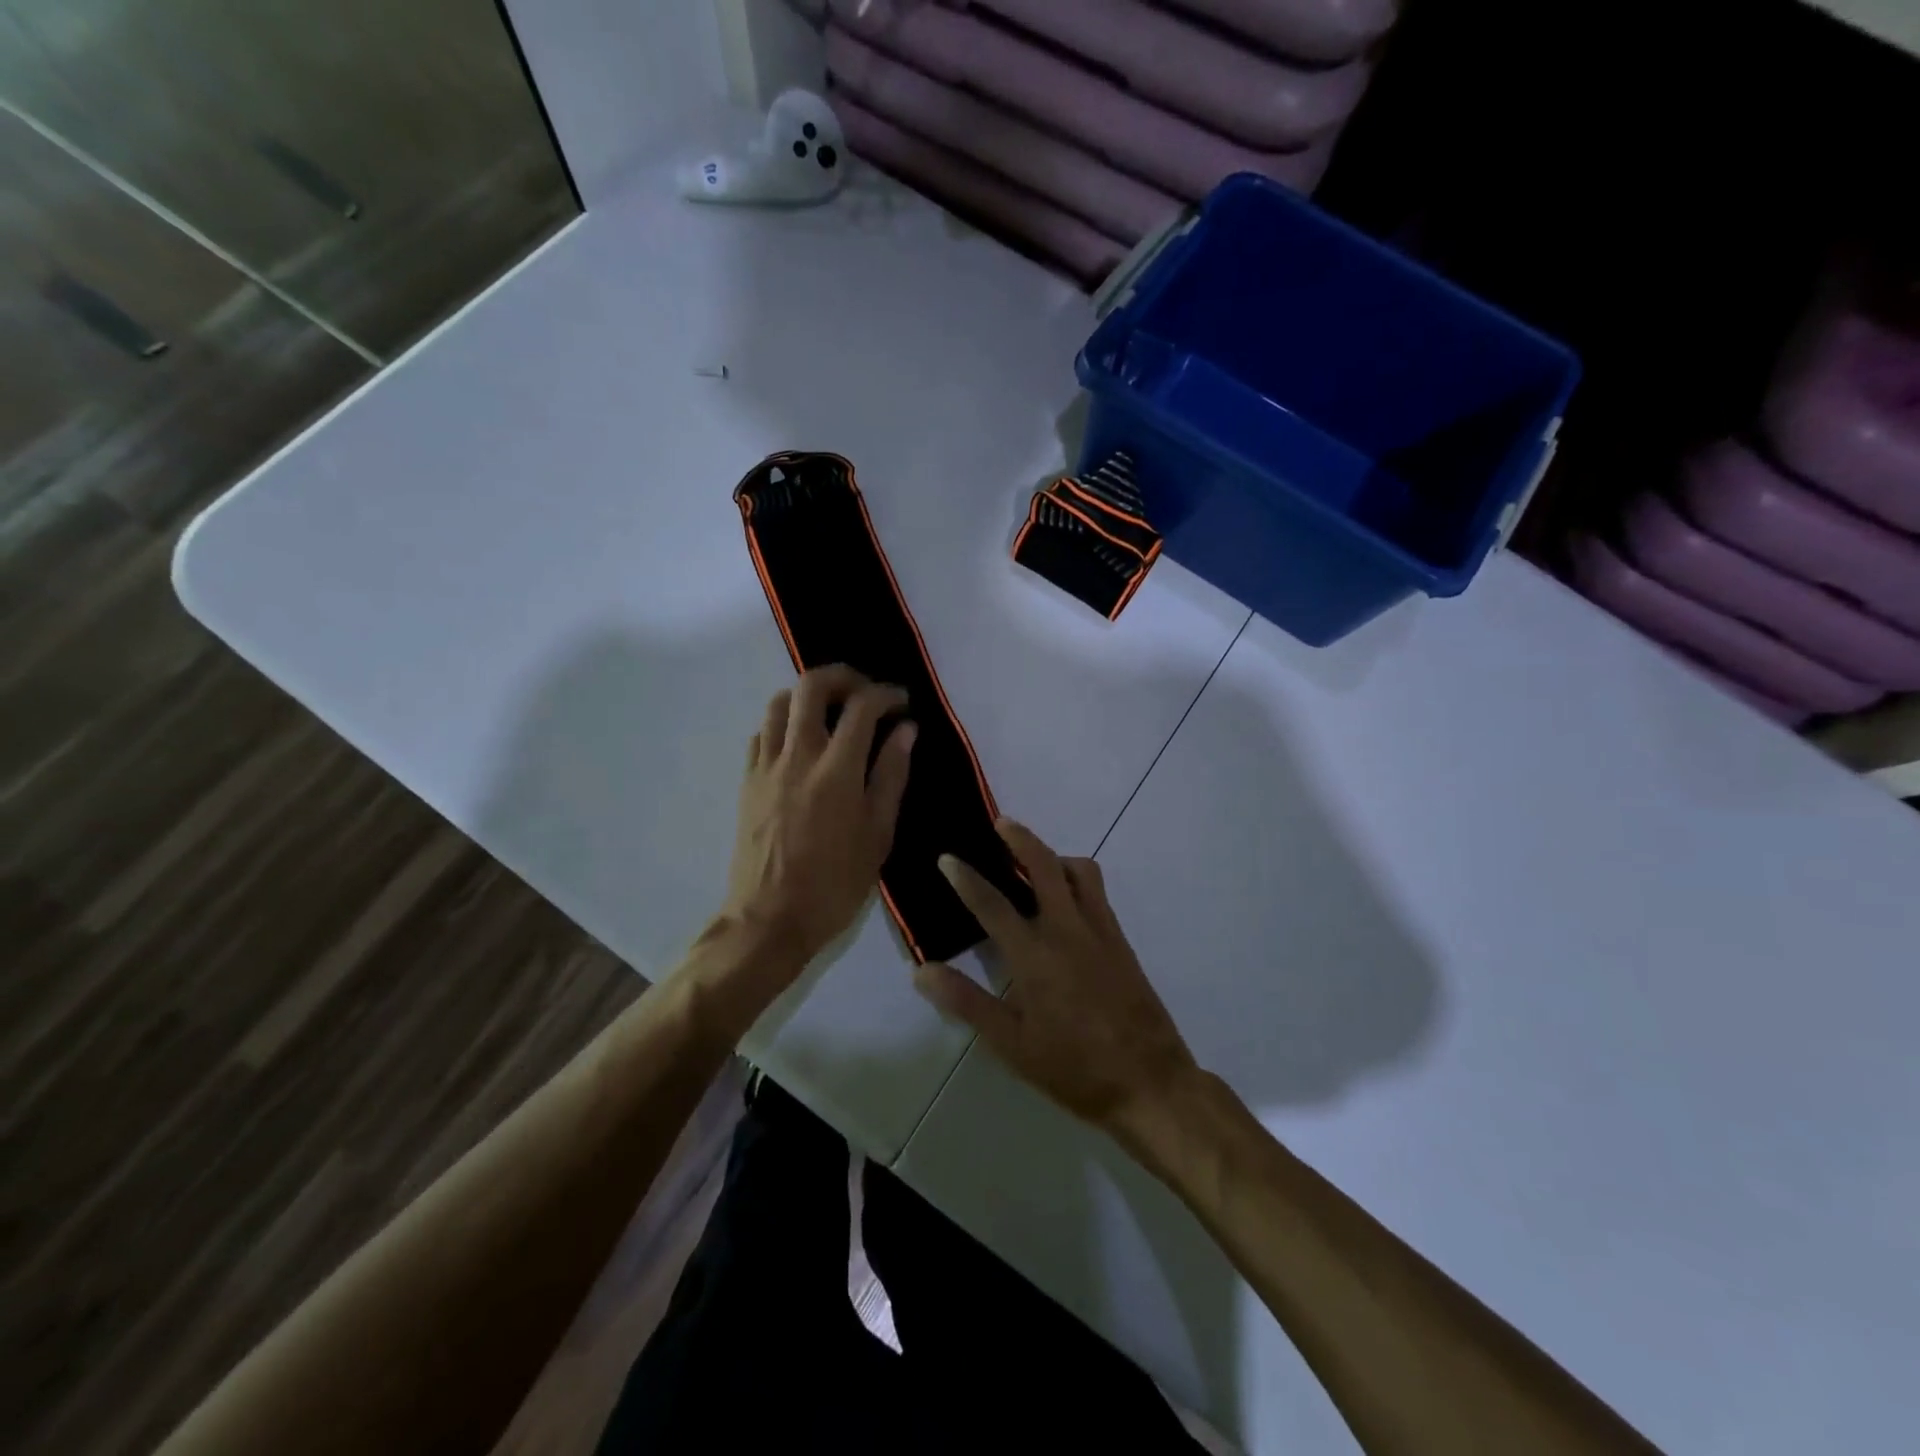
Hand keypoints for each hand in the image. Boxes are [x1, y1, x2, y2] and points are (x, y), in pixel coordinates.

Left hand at [721, 665, 916, 968]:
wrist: (769, 919)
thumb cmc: (835, 884)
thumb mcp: (878, 835)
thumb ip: (891, 775)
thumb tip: (905, 730)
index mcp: (836, 770)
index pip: (861, 706)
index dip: (886, 694)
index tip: (901, 702)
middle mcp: (797, 755)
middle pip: (811, 685)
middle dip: (843, 676)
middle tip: (865, 693)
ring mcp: (766, 765)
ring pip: (779, 702)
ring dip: (808, 695)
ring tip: (831, 713)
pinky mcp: (747, 781)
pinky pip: (762, 732)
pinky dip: (784, 723)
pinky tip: (800, 743)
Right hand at [912, 820, 1199, 1147]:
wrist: (1149, 1081)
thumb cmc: (1073, 1068)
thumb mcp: (1012, 1044)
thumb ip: (967, 1002)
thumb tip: (922, 971)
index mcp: (1035, 956)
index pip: (992, 905)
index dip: (966, 878)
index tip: (947, 857)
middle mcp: (1068, 930)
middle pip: (1044, 865)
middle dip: (1020, 838)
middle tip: (1000, 823)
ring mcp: (1100, 931)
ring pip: (1079, 871)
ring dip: (1054, 856)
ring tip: (1033, 861)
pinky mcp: (1121, 940)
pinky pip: (1097, 892)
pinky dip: (1076, 878)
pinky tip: (1064, 900)